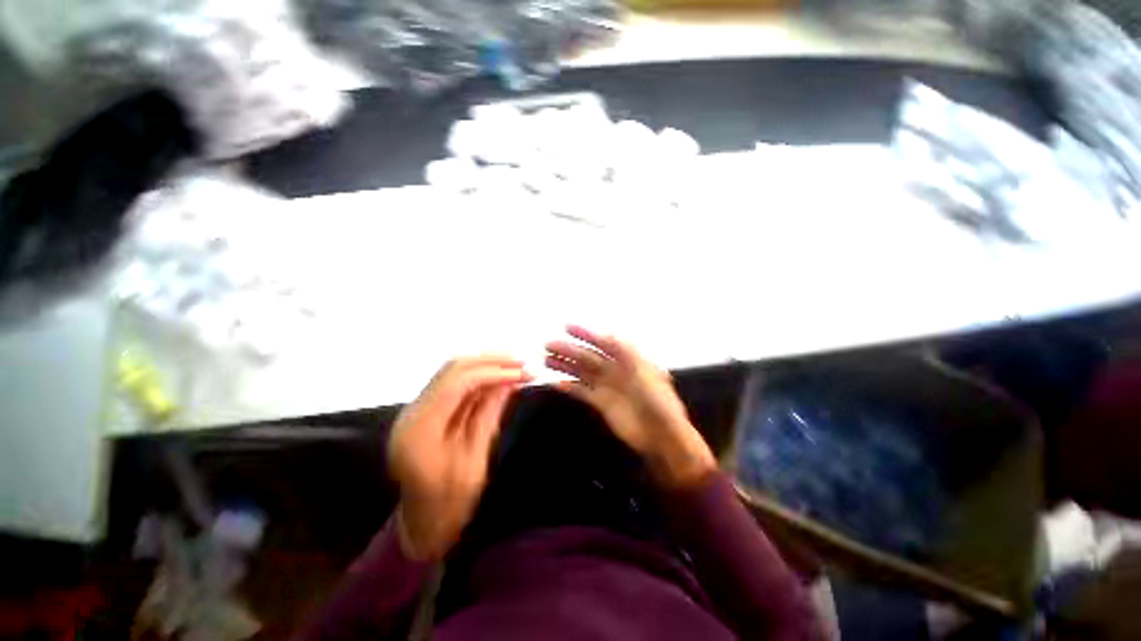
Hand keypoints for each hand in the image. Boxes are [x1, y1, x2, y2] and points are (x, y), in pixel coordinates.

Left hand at [388, 356, 530, 560]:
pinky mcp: (426, 410)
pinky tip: (499, 376)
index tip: (521, 372)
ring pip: (453, 370)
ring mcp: (416, 408)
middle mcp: (413, 412)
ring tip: (515, 365)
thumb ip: (488, 416)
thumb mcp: (475, 463)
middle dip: (490, 361)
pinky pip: (454, 383)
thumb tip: (509, 382)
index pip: (457, 383)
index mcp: (420, 430)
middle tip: (522, 362)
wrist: (421, 525)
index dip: (492, 372)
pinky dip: (479, 376)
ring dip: (485, 364)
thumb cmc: (449, 505)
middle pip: (452, 368)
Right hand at [545, 325, 716, 488]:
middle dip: (570, 349)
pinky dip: (568, 386)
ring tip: (546, 359)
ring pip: (582, 371)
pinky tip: (555, 382)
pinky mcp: (601, 403)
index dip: (586, 333)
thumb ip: (627, 353)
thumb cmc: (658, 401)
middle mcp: (616, 369)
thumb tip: (609, 335)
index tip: (567, 327)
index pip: (604, 341)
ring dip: (565, 365)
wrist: (662, 436)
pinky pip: (582, 391)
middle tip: (548, 344)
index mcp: (628, 359)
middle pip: (589, 356)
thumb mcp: (647, 373)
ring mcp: (607, 386)